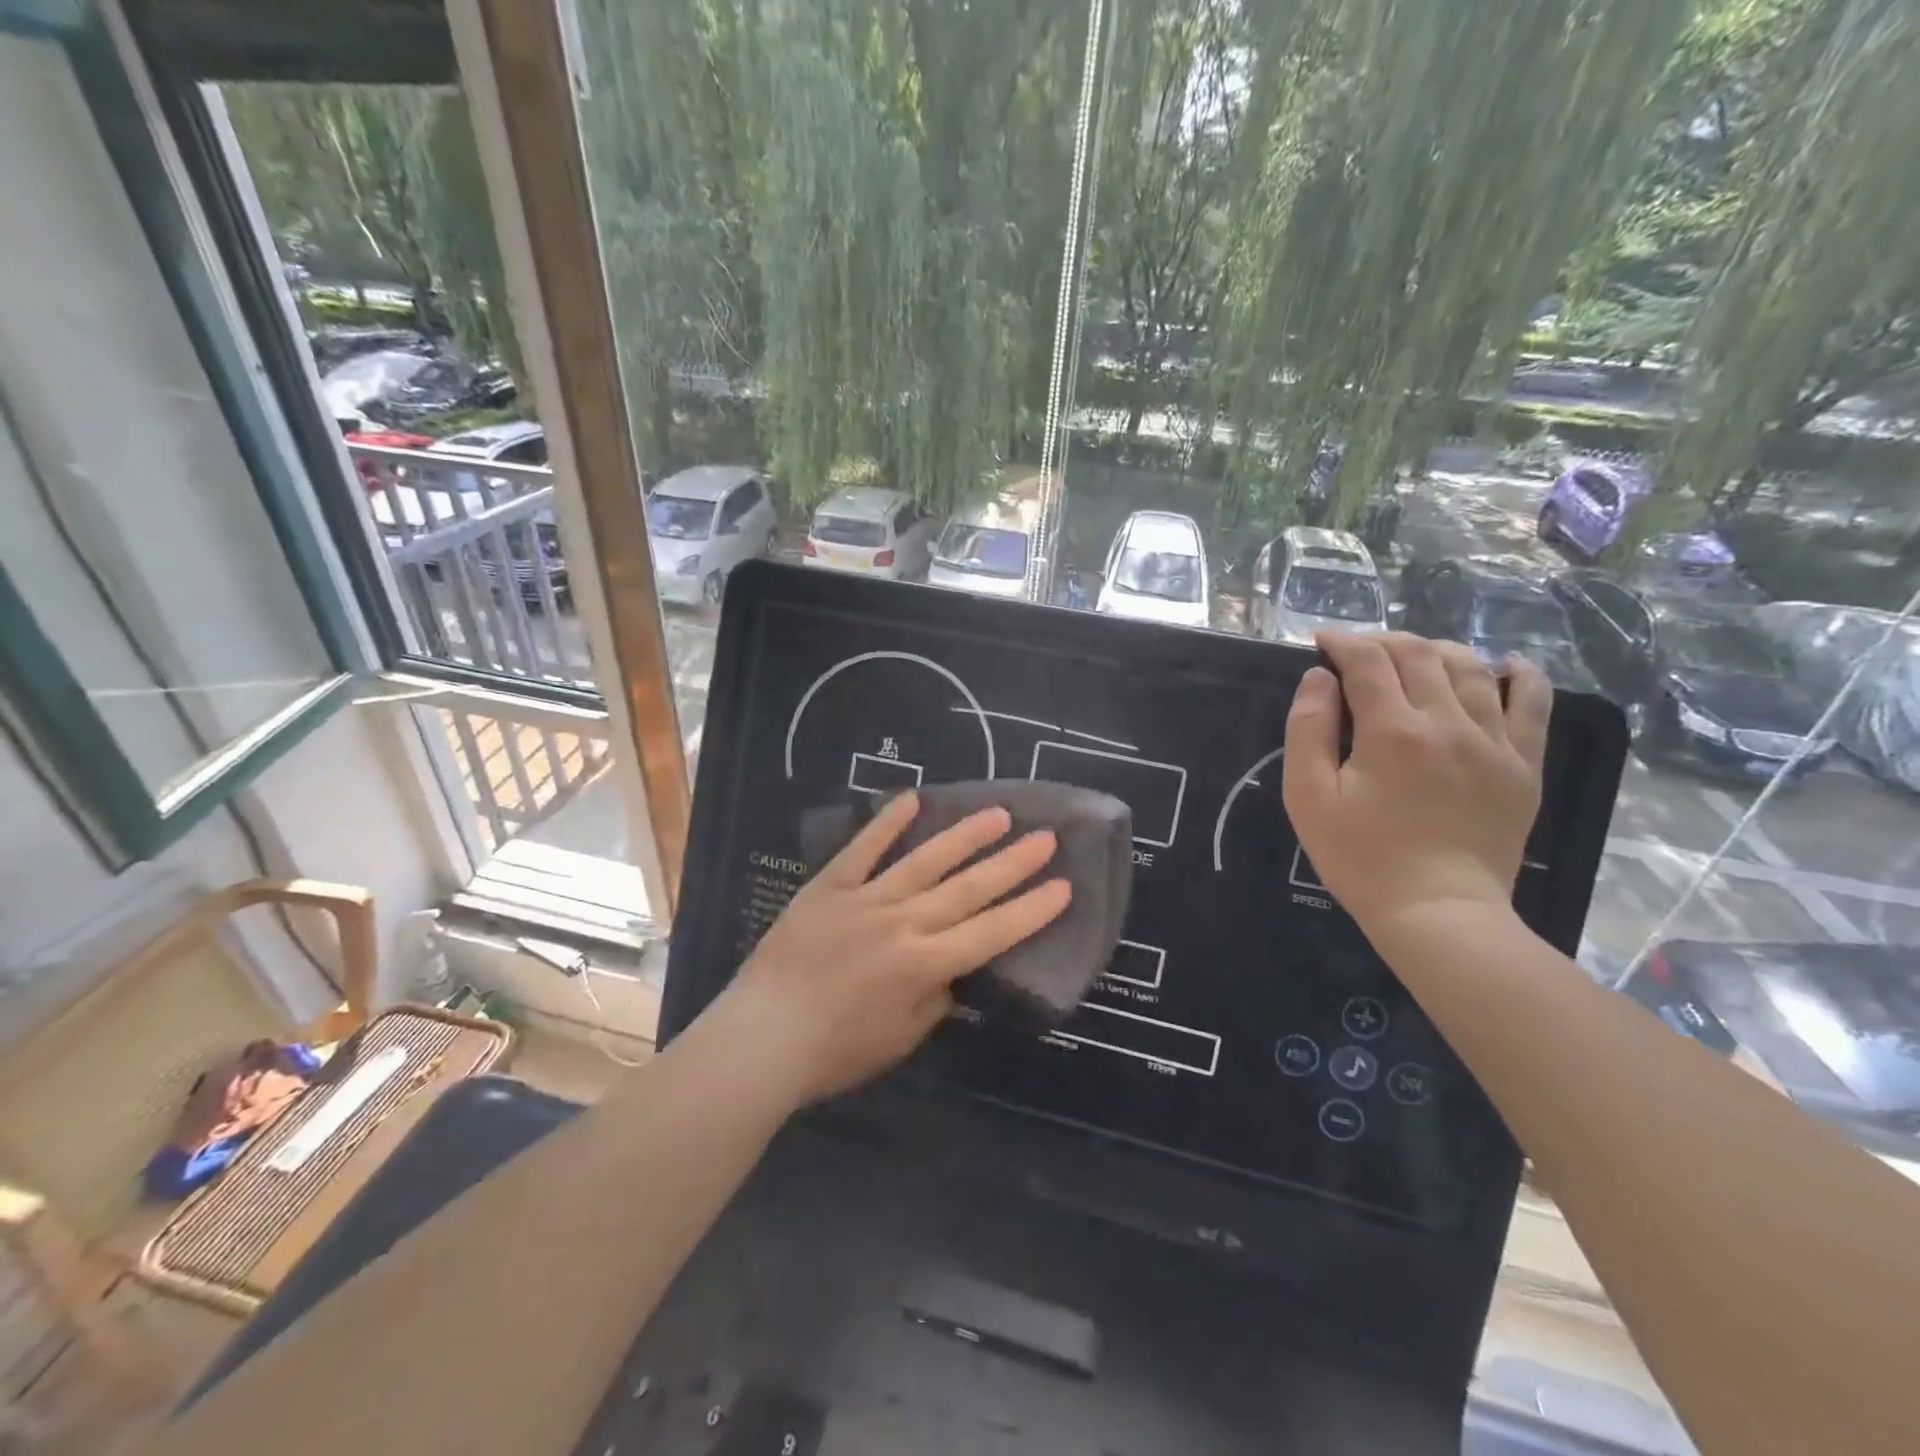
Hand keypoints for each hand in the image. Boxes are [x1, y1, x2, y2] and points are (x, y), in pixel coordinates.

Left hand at [716, 792, 1071, 1104]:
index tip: (1063, 886)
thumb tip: (953, 969)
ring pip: (925, 860)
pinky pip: (862, 849)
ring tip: (997, 813)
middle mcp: (903, 923)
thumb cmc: (835, 1052)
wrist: (762, 1037)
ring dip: (964, 836)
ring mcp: (865, 899)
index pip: (991, 932)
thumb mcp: (901, 1038)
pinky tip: (911, 799)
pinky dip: (886, 823)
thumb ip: (934, 999)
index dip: (1031, 910)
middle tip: (1045, 837)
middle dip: (1012, 863)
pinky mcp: (829, 887)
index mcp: (924, 965)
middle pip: (968, 888)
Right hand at [1282, 632, 1550, 935]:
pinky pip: (1534, 703)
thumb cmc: (1360, 857)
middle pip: (1419, 655)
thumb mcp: (1309, 797)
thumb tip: (1319, 678)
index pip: (1367, 662)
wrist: (1438, 912)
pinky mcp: (1523, 765)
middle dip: (1383, 642)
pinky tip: (1505, 665)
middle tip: (1358, 652)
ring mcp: (1494, 742)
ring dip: (1435, 650)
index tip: (1321, 642)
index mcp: (1392, 731)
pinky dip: (1520, 674)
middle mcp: (1448, 723)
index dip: (1342, 643)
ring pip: (1471, 668)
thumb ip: (1308, 730)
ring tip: (1412, 658)